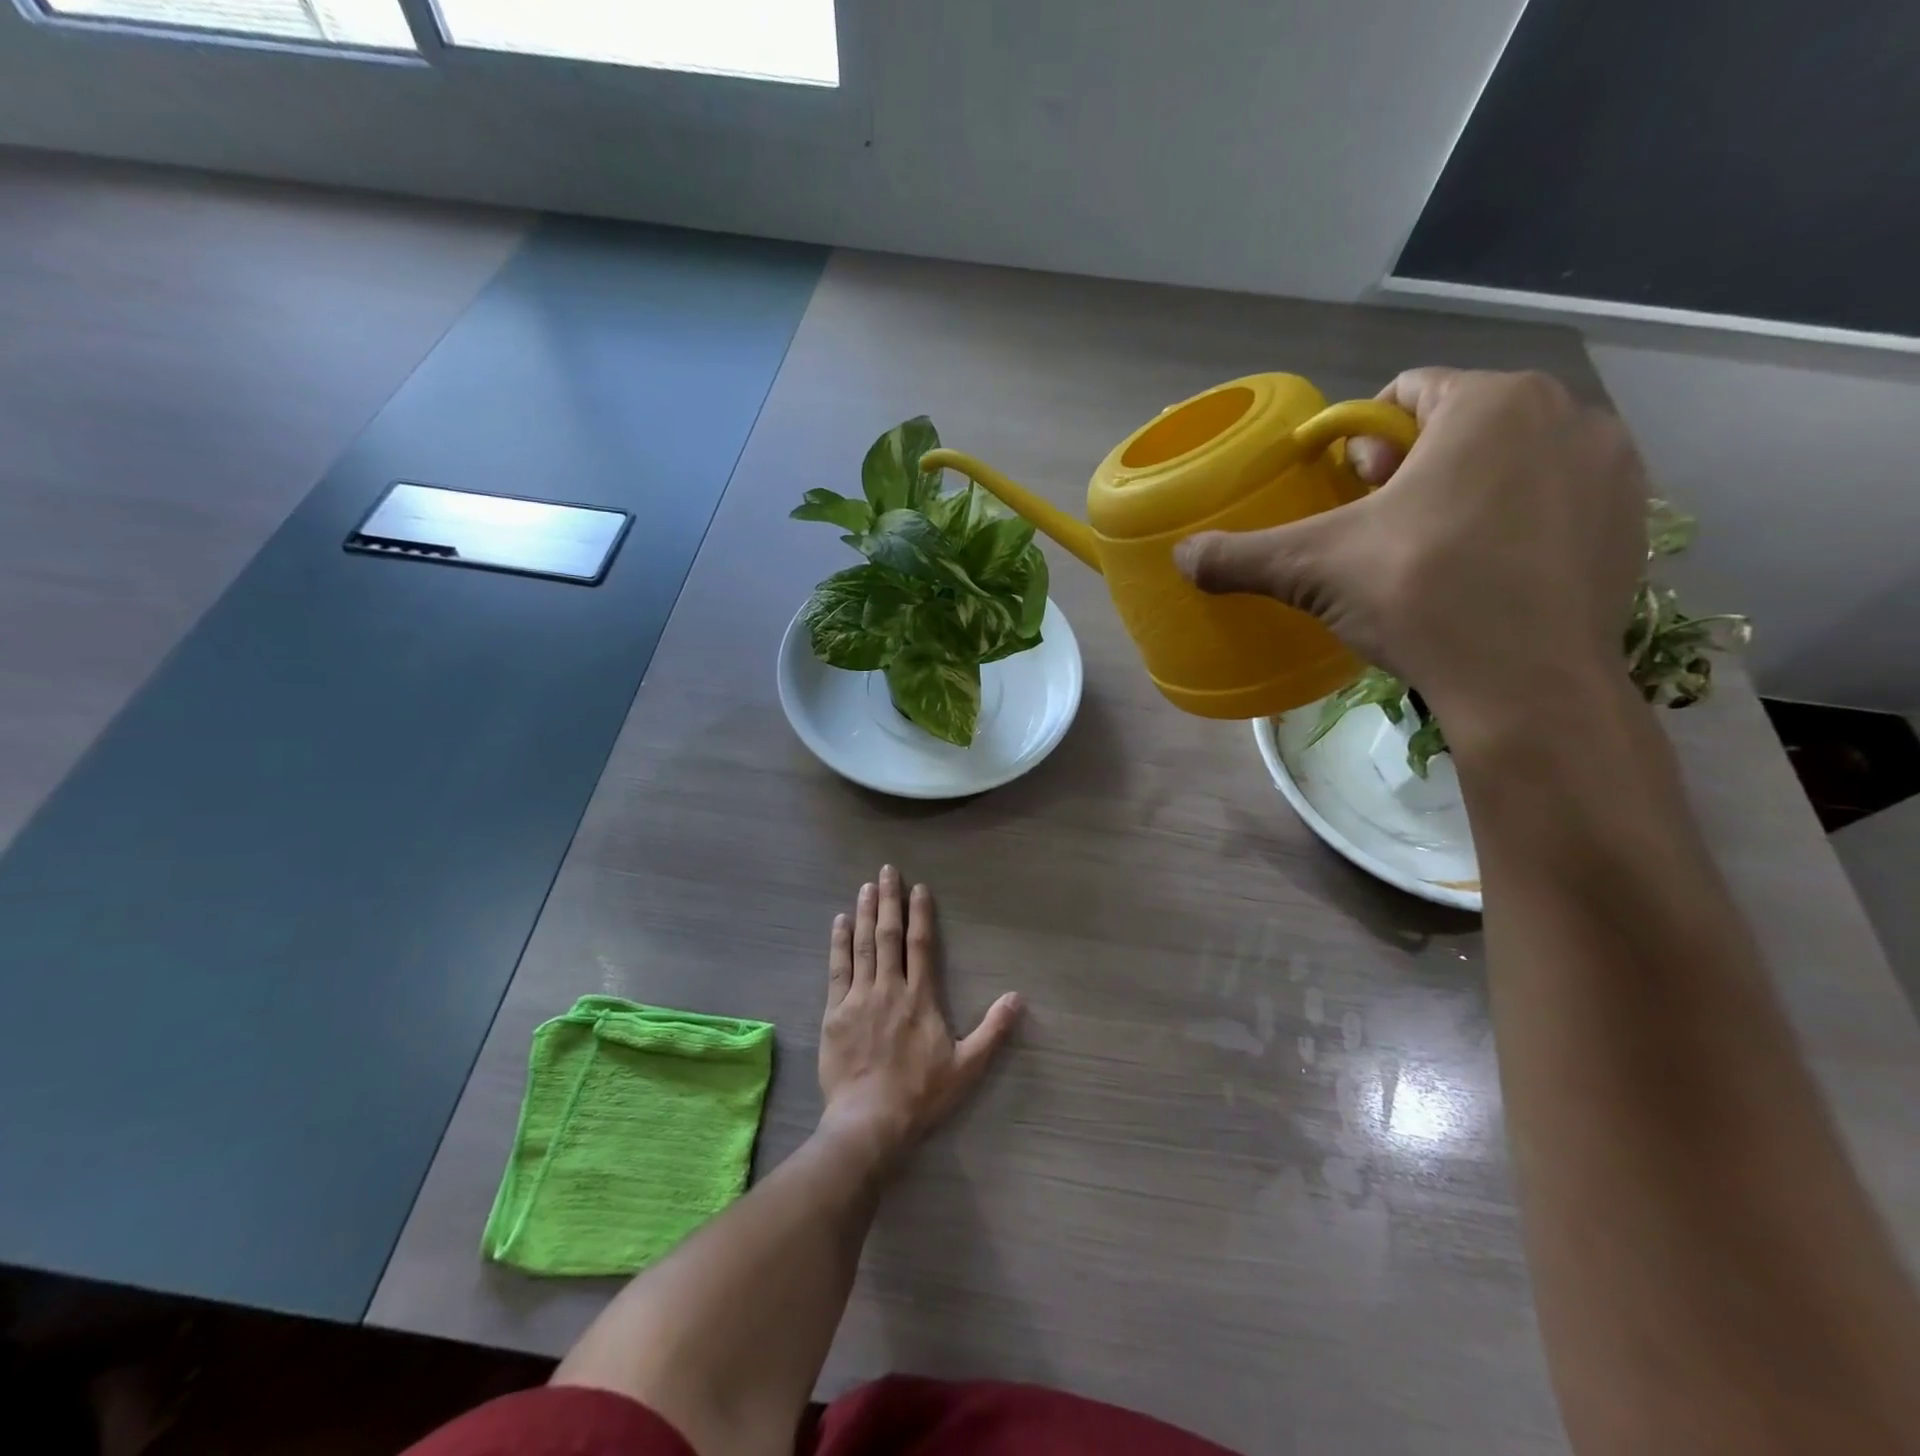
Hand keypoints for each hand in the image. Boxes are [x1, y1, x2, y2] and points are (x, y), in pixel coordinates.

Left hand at [819, 866, 1021, 1161]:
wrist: (868, 1122)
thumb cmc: (920, 1095)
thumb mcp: (966, 1067)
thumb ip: (992, 1031)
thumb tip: (1017, 998)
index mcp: (920, 997)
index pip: (921, 944)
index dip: (920, 913)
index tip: (918, 888)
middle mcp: (889, 988)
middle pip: (889, 935)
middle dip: (890, 900)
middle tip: (887, 870)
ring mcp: (859, 997)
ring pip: (863, 945)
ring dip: (866, 913)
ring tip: (867, 886)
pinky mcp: (834, 1012)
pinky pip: (837, 968)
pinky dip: (839, 942)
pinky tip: (840, 921)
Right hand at [1175, 369, 1646, 735]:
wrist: (1529, 686)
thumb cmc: (1419, 596)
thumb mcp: (1312, 569)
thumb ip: (1240, 554)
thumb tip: (1181, 556)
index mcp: (1490, 402)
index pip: (1405, 394)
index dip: (1361, 444)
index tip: (1348, 496)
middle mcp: (1565, 414)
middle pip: (1457, 427)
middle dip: (1411, 470)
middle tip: (1381, 533)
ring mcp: (1612, 467)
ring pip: (1508, 463)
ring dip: (1462, 495)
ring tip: (1430, 559)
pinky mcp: (1632, 523)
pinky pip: (1552, 502)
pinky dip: (1513, 526)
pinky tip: (1485, 579)